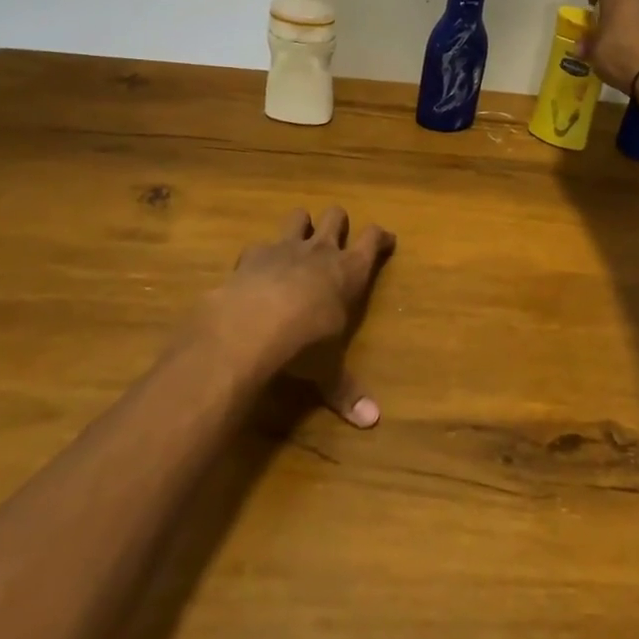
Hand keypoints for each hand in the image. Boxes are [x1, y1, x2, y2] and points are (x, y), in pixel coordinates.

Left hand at [210, 206, 394, 427]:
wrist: (252, 325)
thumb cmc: (304, 344)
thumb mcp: (328, 370)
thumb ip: (346, 390)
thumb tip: (372, 422)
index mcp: (349, 271)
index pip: (372, 240)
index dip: (381, 237)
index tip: (386, 239)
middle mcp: (321, 250)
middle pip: (336, 216)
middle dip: (338, 222)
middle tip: (338, 236)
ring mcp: (285, 247)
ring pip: (298, 216)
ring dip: (300, 225)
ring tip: (299, 240)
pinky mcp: (253, 254)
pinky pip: (260, 244)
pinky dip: (261, 254)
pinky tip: (257, 270)